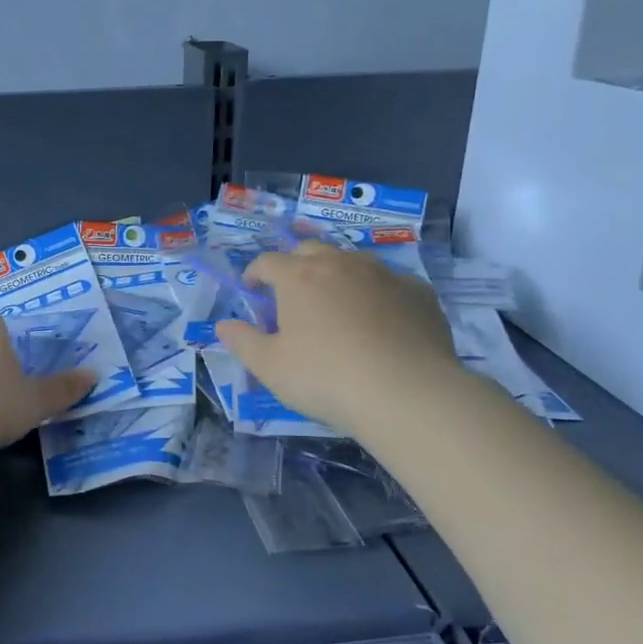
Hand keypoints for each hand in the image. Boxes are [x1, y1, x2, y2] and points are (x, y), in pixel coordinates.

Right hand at [213, 241, 462, 438]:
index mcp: (299, 277)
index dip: (254, 273)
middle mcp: (340, 264)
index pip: (267, 261)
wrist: (406, 392)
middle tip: (292, 293)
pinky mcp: (419, 292)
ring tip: (337, 303)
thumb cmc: (325, 378)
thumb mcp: (270, 367)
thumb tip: (223, 325)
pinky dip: (379, 294)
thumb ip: (243, 342)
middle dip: (296, 265)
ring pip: (354, 261)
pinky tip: (382, 319)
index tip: (251, 289)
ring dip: (338, 274)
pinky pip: (391, 283)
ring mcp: (384, 274)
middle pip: (311, 250)